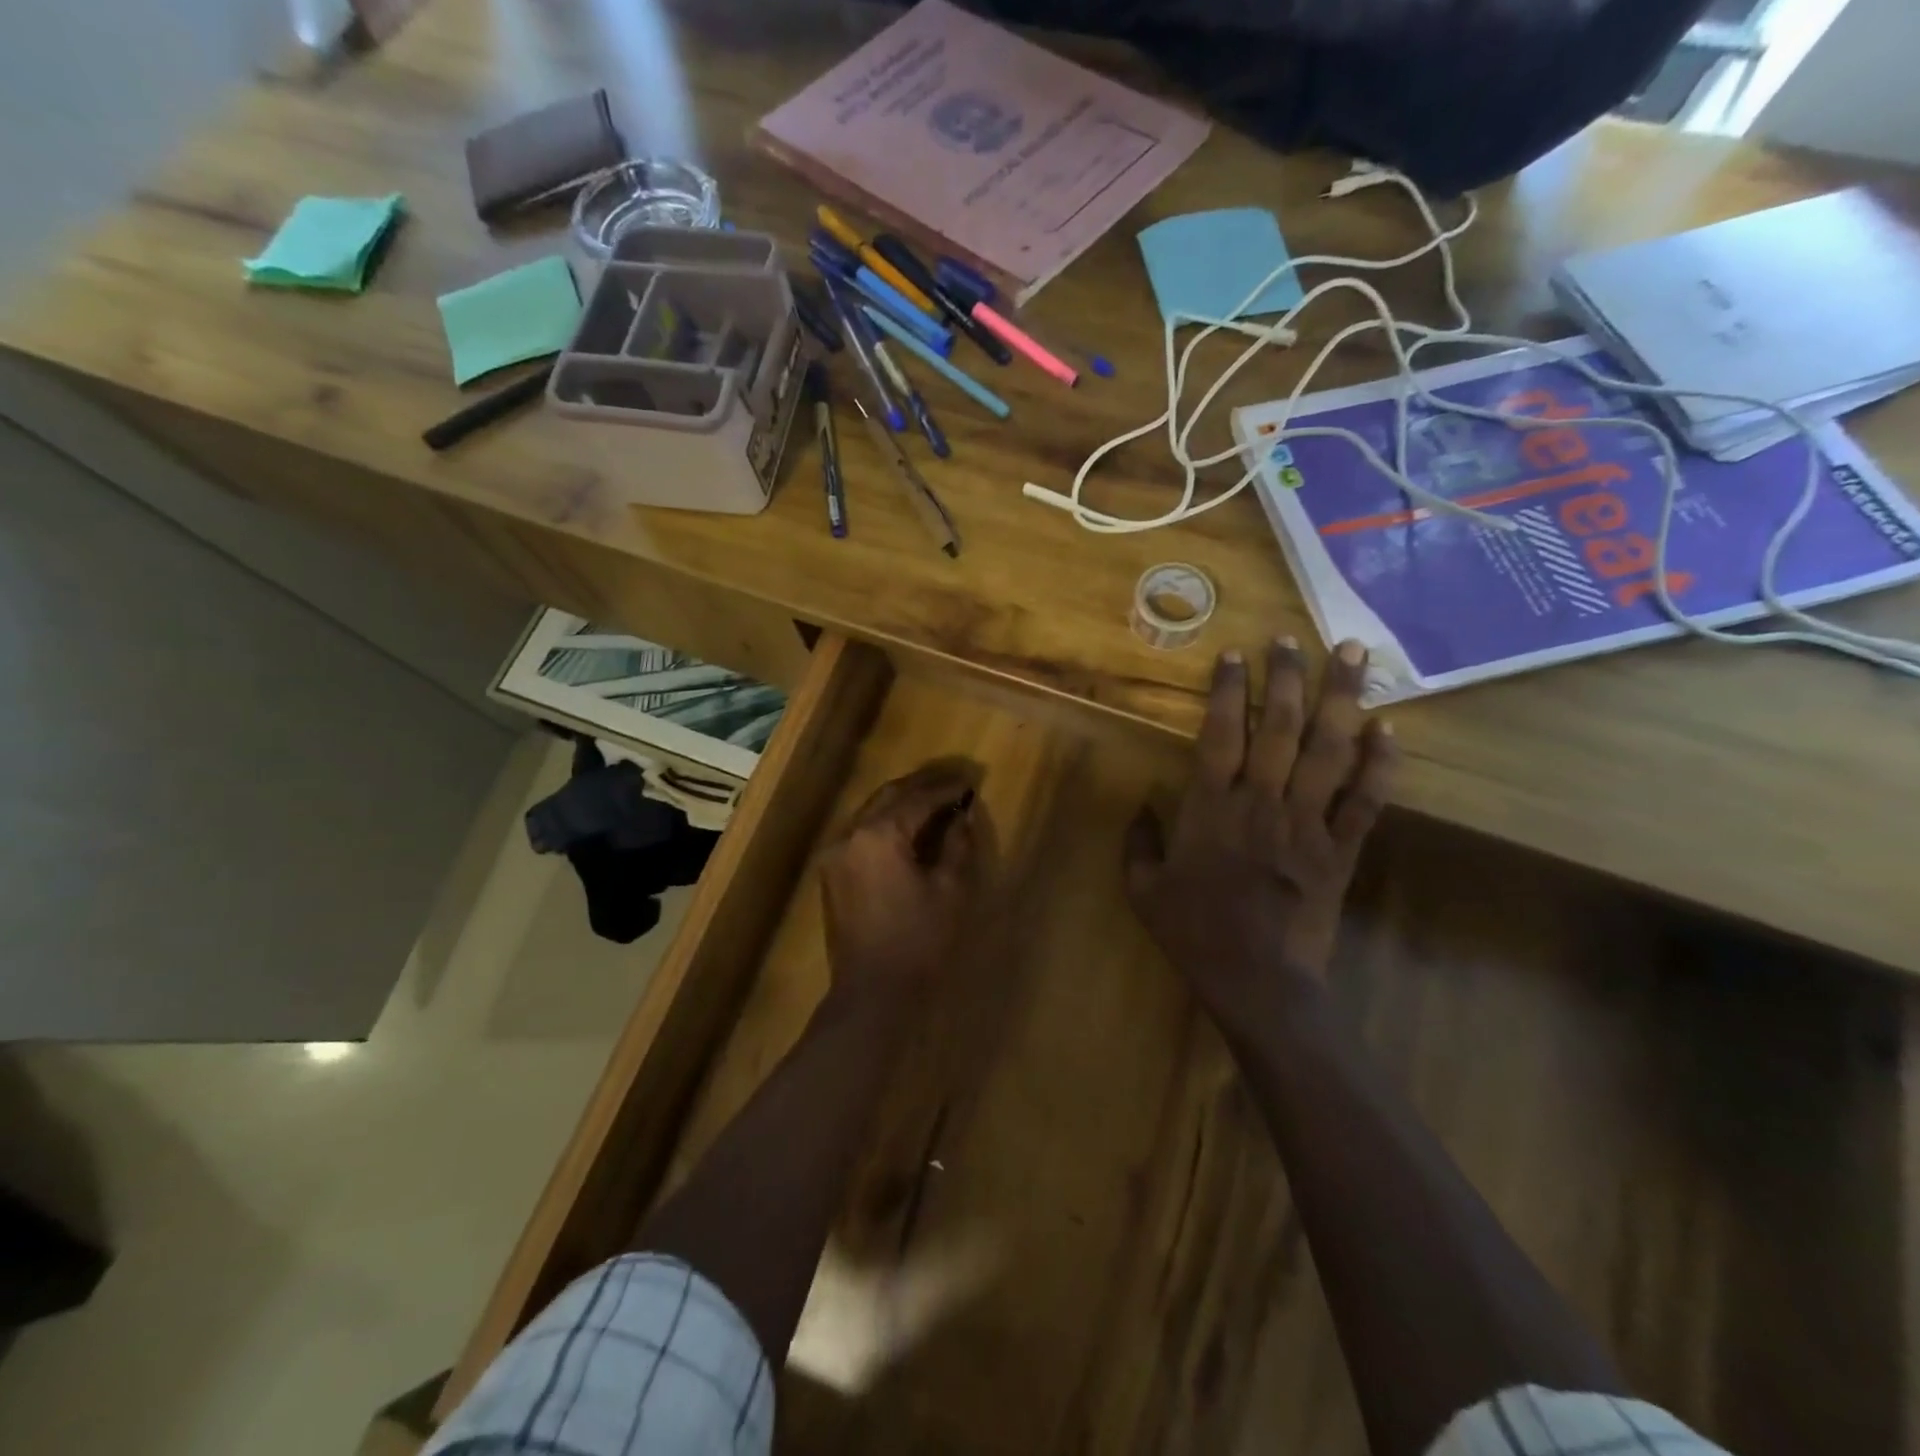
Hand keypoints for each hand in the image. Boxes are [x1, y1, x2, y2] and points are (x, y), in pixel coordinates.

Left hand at [821, 762, 982, 994]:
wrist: (871, 993)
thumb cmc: (918, 940)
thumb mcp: (949, 890)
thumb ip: (957, 844)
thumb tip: (962, 815)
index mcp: (879, 834)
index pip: (917, 798)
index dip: (946, 789)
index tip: (970, 783)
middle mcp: (850, 834)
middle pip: (888, 796)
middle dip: (921, 787)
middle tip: (952, 785)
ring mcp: (835, 853)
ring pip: (870, 812)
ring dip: (901, 803)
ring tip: (933, 804)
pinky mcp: (831, 873)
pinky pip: (860, 834)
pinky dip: (884, 824)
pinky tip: (906, 832)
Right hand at [1124, 639, 1396, 1025]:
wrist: (1258, 982)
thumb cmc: (1195, 933)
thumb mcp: (1144, 890)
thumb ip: (1138, 842)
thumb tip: (1141, 805)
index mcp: (1210, 809)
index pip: (1219, 735)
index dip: (1226, 691)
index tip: (1234, 653)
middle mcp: (1261, 804)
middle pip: (1277, 728)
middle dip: (1285, 677)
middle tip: (1293, 637)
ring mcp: (1307, 824)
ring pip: (1327, 751)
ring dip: (1340, 699)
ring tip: (1353, 655)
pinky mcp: (1341, 850)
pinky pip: (1366, 801)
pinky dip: (1380, 764)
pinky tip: (1389, 728)